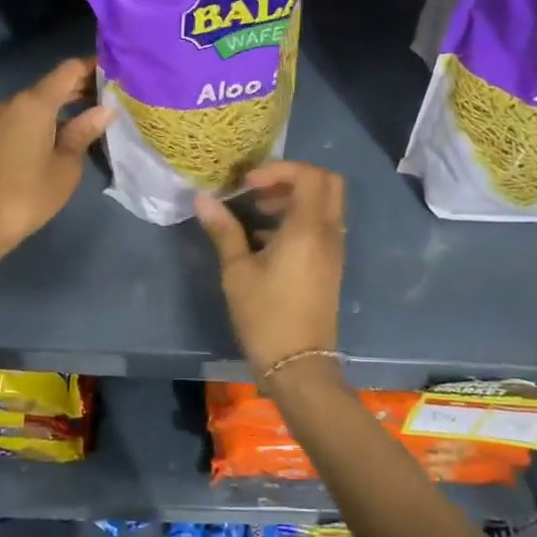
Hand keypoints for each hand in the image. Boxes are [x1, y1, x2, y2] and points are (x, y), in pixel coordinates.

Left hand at [0, 56, 112, 248]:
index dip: (93, 66)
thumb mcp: (67, 163)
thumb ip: (85, 131)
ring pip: (39, 101)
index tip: (116, 71)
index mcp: (35, 102)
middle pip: (53, 84)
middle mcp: (15, 102)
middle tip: (112, 96)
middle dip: (81, 86)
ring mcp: (0, 118)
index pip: (68, 70)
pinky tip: (66, 132)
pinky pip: (26, 116)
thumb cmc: (31, 191)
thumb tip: (104, 110)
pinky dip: (48, 117)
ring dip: (65, 104)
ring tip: (94, 115)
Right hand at [194, 161, 345, 377]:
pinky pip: (322, 226)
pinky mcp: (330, 266)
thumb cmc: (266, 316)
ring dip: (295, 199)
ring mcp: (333, 251)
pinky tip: (266, 239)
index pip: (311, 175)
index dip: (280, 169)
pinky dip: (300, 219)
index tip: (249, 184)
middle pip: (327, 183)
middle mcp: (329, 233)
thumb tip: (203, 200)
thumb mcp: (237, 271)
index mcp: (309, 229)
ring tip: (257, 213)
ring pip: (325, 205)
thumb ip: (224, 230)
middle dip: (293, 178)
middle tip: (260, 190)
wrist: (299, 366)